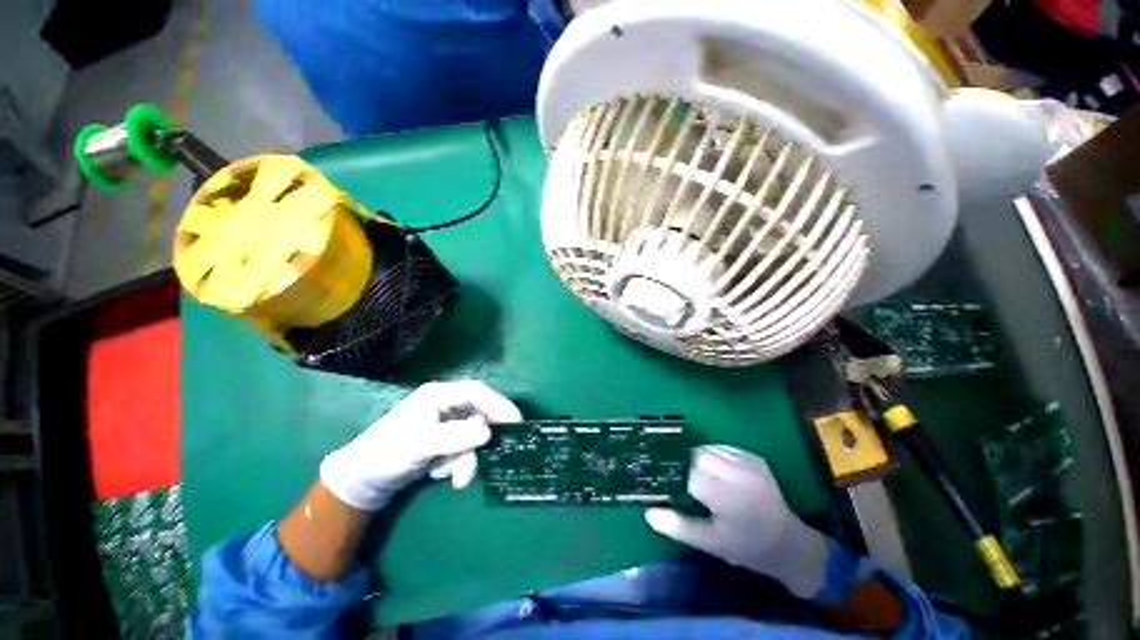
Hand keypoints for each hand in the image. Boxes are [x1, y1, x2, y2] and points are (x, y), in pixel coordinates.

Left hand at [319, 380, 521, 510]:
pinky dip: (457, 464)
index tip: (515, 423)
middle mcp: (447, 406)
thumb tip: (488, 434)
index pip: (478, 393)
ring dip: (465, 459)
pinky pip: (464, 450)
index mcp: (440, 395)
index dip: (499, 404)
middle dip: (476, 444)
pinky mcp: (445, 442)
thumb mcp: (419, 445)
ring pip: (473, 437)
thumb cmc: (385, 453)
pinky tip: (440, 474)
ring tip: (450, 477)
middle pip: (479, 417)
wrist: (361, 481)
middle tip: (473, 465)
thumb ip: (454, 437)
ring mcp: (446, 425)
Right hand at [645, 445, 829, 597]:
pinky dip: (712, 454)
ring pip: (709, 448)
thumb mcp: (711, 544)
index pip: (688, 473)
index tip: (661, 480)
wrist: (789, 544)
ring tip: (692, 473)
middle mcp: (738, 474)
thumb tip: (648, 512)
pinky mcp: (755, 458)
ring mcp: (749, 463)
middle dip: (683, 463)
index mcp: (727, 496)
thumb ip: (679, 526)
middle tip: (677, 477)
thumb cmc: (747, 547)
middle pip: (697, 455)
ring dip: (696, 457)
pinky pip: (723, 448)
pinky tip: (712, 470)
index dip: (672, 474)